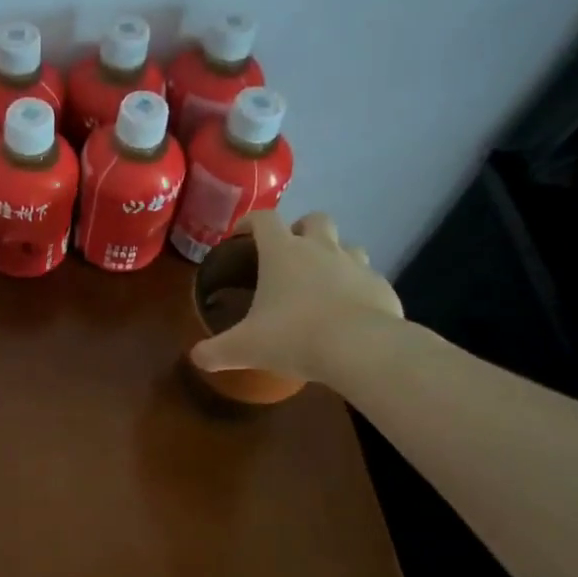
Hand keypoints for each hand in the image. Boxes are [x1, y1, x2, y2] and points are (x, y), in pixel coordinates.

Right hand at [190, 210, 403, 384]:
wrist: (361, 349)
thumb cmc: (294, 337)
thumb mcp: (244, 348)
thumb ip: (215, 351)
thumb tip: (195, 357)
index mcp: (282, 252)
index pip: (263, 219)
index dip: (249, 222)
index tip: (240, 235)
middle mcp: (320, 249)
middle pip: (314, 219)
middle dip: (301, 229)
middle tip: (290, 254)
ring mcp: (356, 265)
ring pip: (348, 244)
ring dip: (335, 255)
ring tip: (322, 281)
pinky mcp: (382, 287)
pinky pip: (368, 279)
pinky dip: (357, 288)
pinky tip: (349, 312)